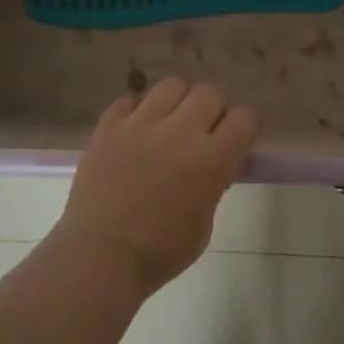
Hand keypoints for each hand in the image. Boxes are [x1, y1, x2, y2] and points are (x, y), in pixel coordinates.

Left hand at [51, 80, 256, 297]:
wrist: (99, 258)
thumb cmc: (160, 252)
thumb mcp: (205, 224)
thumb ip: (214, 185)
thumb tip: (213, 166)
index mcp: (212, 159)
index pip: (244, 118)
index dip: (242, 129)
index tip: (234, 142)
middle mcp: (180, 131)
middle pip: (209, 92)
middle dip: (212, 110)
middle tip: (202, 133)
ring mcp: (140, 124)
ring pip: (171, 86)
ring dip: (177, 103)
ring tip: (169, 124)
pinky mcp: (108, 127)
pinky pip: (129, 100)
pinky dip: (137, 111)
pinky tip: (135, 132)